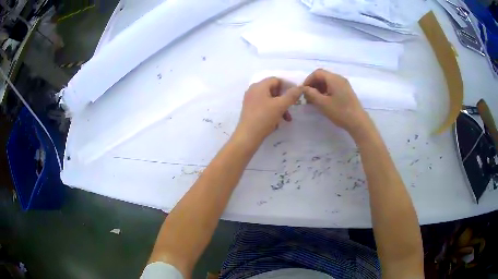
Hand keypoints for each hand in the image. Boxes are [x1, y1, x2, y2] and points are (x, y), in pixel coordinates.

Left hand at [235, 77, 301, 144]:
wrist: (248, 136)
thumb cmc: (264, 118)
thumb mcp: (281, 106)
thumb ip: (292, 95)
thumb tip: (301, 87)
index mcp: (259, 86)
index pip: (276, 80)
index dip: (287, 86)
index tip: (295, 95)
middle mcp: (253, 90)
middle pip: (273, 89)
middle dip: (284, 99)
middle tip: (291, 108)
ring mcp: (250, 100)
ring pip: (269, 99)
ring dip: (280, 107)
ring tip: (287, 118)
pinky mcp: (249, 110)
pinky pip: (264, 106)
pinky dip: (272, 111)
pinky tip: (277, 122)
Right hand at [302, 69, 370, 137]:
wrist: (358, 122)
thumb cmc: (340, 112)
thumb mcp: (322, 103)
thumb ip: (311, 94)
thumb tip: (304, 88)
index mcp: (333, 79)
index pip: (317, 73)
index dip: (308, 80)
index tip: (303, 91)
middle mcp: (339, 78)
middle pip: (323, 76)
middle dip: (313, 84)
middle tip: (308, 96)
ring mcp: (344, 84)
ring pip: (328, 81)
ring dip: (319, 88)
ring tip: (314, 100)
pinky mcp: (347, 91)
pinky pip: (333, 86)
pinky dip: (326, 91)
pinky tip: (324, 101)